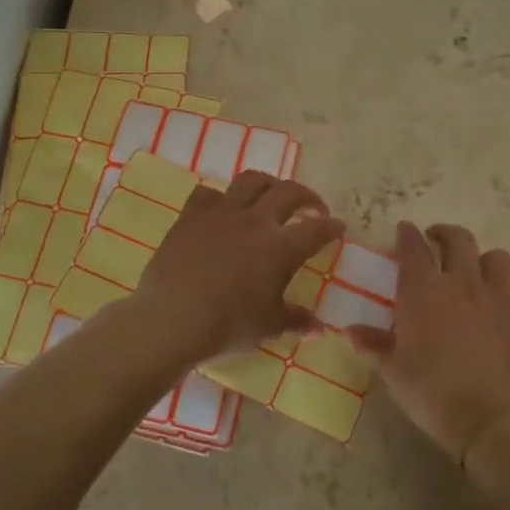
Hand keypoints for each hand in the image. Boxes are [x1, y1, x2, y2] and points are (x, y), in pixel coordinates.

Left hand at [132, 170, 345, 362]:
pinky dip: (220, 198)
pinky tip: (222, 208)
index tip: (338, 227)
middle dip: (307, 196)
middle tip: (312, 208)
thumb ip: (296, 320)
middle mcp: (255, 221)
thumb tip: (319, 328)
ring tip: (272, 195)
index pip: (317, 229)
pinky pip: (208, 193)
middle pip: (289, 192)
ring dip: (268, 183)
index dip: (331, 227)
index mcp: (281, 248)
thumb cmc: (227, 325)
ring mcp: (221, 213)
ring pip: (251, 180)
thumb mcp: (268, 326)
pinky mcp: (191, 216)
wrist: (171, 318)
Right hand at [348, 222, 509, 463]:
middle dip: (445, 234)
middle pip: (458, 240)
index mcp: (423, 290)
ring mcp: (497, 298)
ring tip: (475, 271)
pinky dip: (509, 299)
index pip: (413, 247)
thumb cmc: (431, 391)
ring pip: (496, 259)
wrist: (490, 417)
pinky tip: (502, 312)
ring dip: (483, 259)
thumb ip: (373, 345)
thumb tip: (351, 331)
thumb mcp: (392, 371)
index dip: (407, 235)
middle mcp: (461, 283)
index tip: (404, 230)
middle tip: (436, 239)